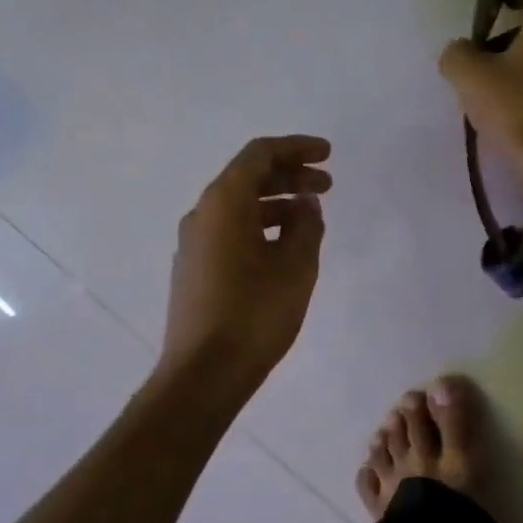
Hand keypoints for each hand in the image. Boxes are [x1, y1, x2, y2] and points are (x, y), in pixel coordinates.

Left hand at [158, 135, 332, 394]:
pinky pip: (230, 231)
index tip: (328, 154)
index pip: (260, 155)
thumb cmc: (254, 315)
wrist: (203, 374)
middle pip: (248, 178)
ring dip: (277, 204)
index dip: (296, 148)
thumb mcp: (295, 267)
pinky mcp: (194, 269)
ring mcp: (194, 243)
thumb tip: (305, 204)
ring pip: (238, 206)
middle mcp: (202, 215)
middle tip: (327, 186)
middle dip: (290, 176)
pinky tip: (284, 247)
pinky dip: (260, 226)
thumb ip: (306, 226)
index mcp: (223, 203)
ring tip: (311, 219)